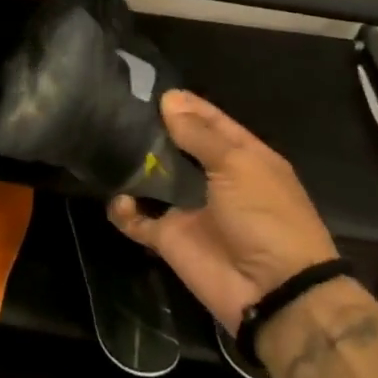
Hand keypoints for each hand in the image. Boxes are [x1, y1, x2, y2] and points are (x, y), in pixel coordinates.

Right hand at [108, 90, 338, 333]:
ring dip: (132, 165)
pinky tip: (119, 198)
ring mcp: (187, 208)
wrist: (272, 290)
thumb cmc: (266, 217)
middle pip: (175, 146)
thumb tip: (168, 100)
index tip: (146, 86)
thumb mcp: (238, 166)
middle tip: (113, 110)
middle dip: (149, 130)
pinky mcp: (167, 237)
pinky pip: (136, 218)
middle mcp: (212, 178)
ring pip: (151, 178)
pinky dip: (123, 209)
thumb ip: (199, 135)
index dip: (183, 104)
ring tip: (105, 145)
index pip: (209, 121)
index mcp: (241, 157)